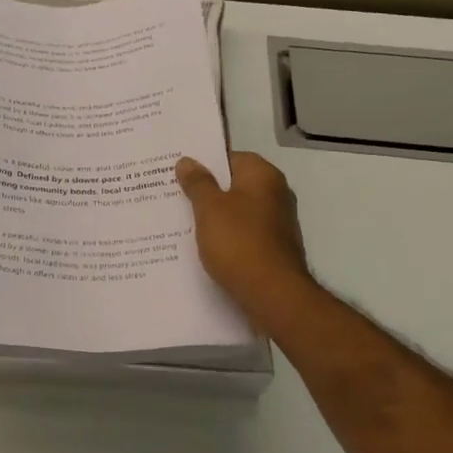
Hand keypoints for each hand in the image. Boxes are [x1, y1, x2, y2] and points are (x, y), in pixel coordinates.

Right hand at [176, 152, 313, 327]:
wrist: (273, 295)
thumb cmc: (239, 242)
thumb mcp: (209, 208)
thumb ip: (197, 183)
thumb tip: (187, 161)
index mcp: (263, 176)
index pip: (231, 157)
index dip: (205, 163)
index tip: (179, 173)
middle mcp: (276, 194)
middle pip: (234, 184)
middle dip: (207, 190)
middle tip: (174, 195)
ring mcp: (277, 223)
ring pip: (238, 211)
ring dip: (215, 216)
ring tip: (182, 222)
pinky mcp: (274, 248)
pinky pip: (243, 234)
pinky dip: (226, 237)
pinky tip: (204, 246)